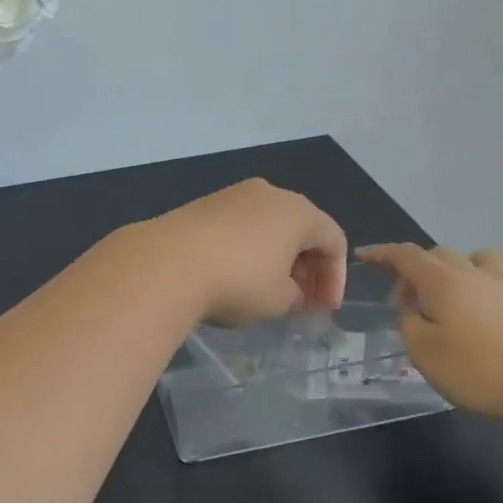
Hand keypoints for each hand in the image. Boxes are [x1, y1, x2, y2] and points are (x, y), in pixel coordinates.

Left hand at [142, 179, 347, 326]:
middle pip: (301, 228)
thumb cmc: (237, 281)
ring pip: (268, 226)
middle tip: (302, 301)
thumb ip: (296, 296)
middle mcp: (268, 193)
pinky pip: (240, 227)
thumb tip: (291, 290)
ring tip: (269, 292)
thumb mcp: (278, 300)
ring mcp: (232, 195)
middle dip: (307, 267)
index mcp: (298, 211)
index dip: (335, 278)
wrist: (166, 263)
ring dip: (277, 258)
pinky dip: (248, 250)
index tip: (324, 309)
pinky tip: (236, 276)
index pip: (333, 240)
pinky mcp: (203, 205)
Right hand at [357, 243, 502, 418]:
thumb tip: (411, 307)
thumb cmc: (472, 369)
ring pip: (486, 258)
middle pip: (441, 253)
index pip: (405, 256)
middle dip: (418, 266)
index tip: (363, 256)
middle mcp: (474, 275)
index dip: (382, 253)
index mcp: (440, 282)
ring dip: (467, 265)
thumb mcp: (421, 350)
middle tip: (407, 297)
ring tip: (459, 288)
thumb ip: (408, 322)